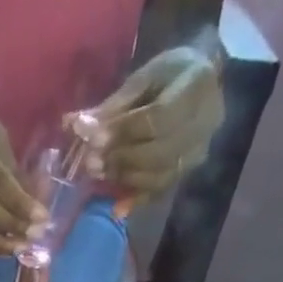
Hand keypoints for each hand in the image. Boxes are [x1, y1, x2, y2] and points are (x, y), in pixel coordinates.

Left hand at [77, 45, 224, 199]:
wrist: (206, 81)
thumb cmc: (172, 73)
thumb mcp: (145, 75)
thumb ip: (115, 104)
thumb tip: (76, 125)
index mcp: (196, 86)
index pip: (156, 118)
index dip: (123, 132)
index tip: (93, 139)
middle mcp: (205, 124)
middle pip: (158, 152)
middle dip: (120, 159)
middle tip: (91, 162)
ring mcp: (198, 152)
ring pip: (158, 176)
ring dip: (124, 178)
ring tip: (99, 173)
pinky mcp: (187, 172)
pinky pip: (160, 191)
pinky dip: (136, 200)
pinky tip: (116, 208)